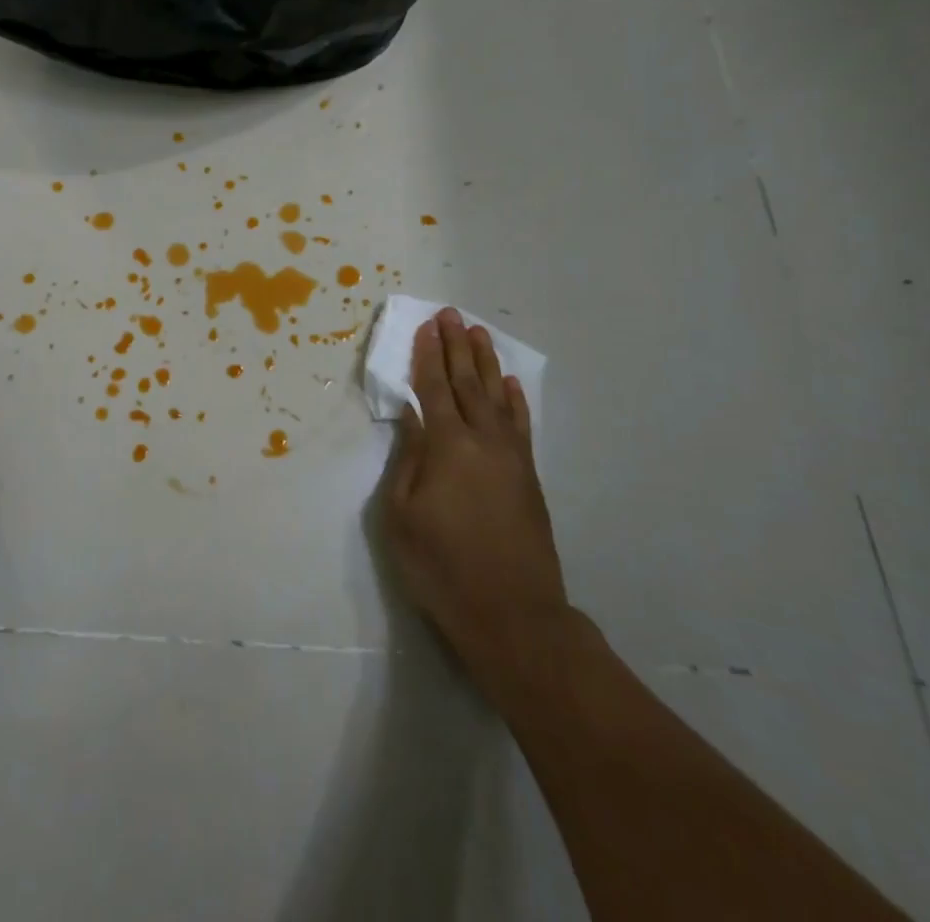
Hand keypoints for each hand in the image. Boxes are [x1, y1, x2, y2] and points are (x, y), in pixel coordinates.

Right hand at [383, 308, 569, 694]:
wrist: (513, 615)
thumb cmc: (442, 567)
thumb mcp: (401, 517)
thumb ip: (407, 460)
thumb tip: (412, 417)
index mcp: (447, 446)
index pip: (433, 389)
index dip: (428, 356)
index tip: (426, 327)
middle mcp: (483, 440)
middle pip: (467, 383)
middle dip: (456, 347)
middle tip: (451, 314)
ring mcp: (511, 457)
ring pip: (497, 397)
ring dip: (486, 363)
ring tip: (478, 334)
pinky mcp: (529, 477)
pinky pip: (521, 425)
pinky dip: (515, 400)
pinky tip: (510, 384)